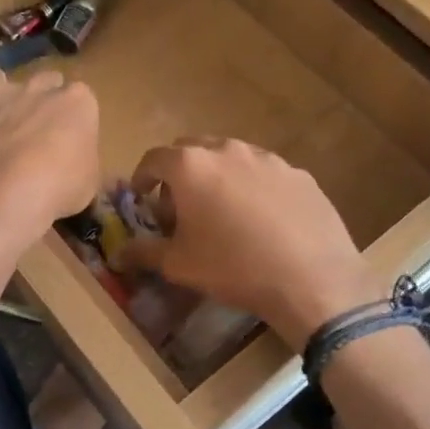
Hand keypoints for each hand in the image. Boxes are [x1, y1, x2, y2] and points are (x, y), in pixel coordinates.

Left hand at [0, 68, 99, 255]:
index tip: (66, 141)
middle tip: (32, 131)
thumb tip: (73, 164)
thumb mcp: (87, 185)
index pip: (80, 99)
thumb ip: (81, 162)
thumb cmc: (54, 191)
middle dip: (38, 101)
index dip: (71, 120)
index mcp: (76, 103)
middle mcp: (37, 88)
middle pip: (43, 81)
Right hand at [119, 138, 371, 351]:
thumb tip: (119, 253)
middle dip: (180, 174)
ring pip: (231, 159)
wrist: (311, 278)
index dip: (142, 177)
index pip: (153, 158)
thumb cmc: (233, 267)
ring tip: (223, 213)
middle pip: (192, 151)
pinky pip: (264, 174)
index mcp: (191, 166)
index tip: (142, 198)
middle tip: (181, 207)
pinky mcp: (298, 174)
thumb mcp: (179, 265)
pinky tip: (261, 221)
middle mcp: (228, 150)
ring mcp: (268, 159)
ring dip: (218, 177)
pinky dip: (252, 188)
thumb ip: (144, 252)